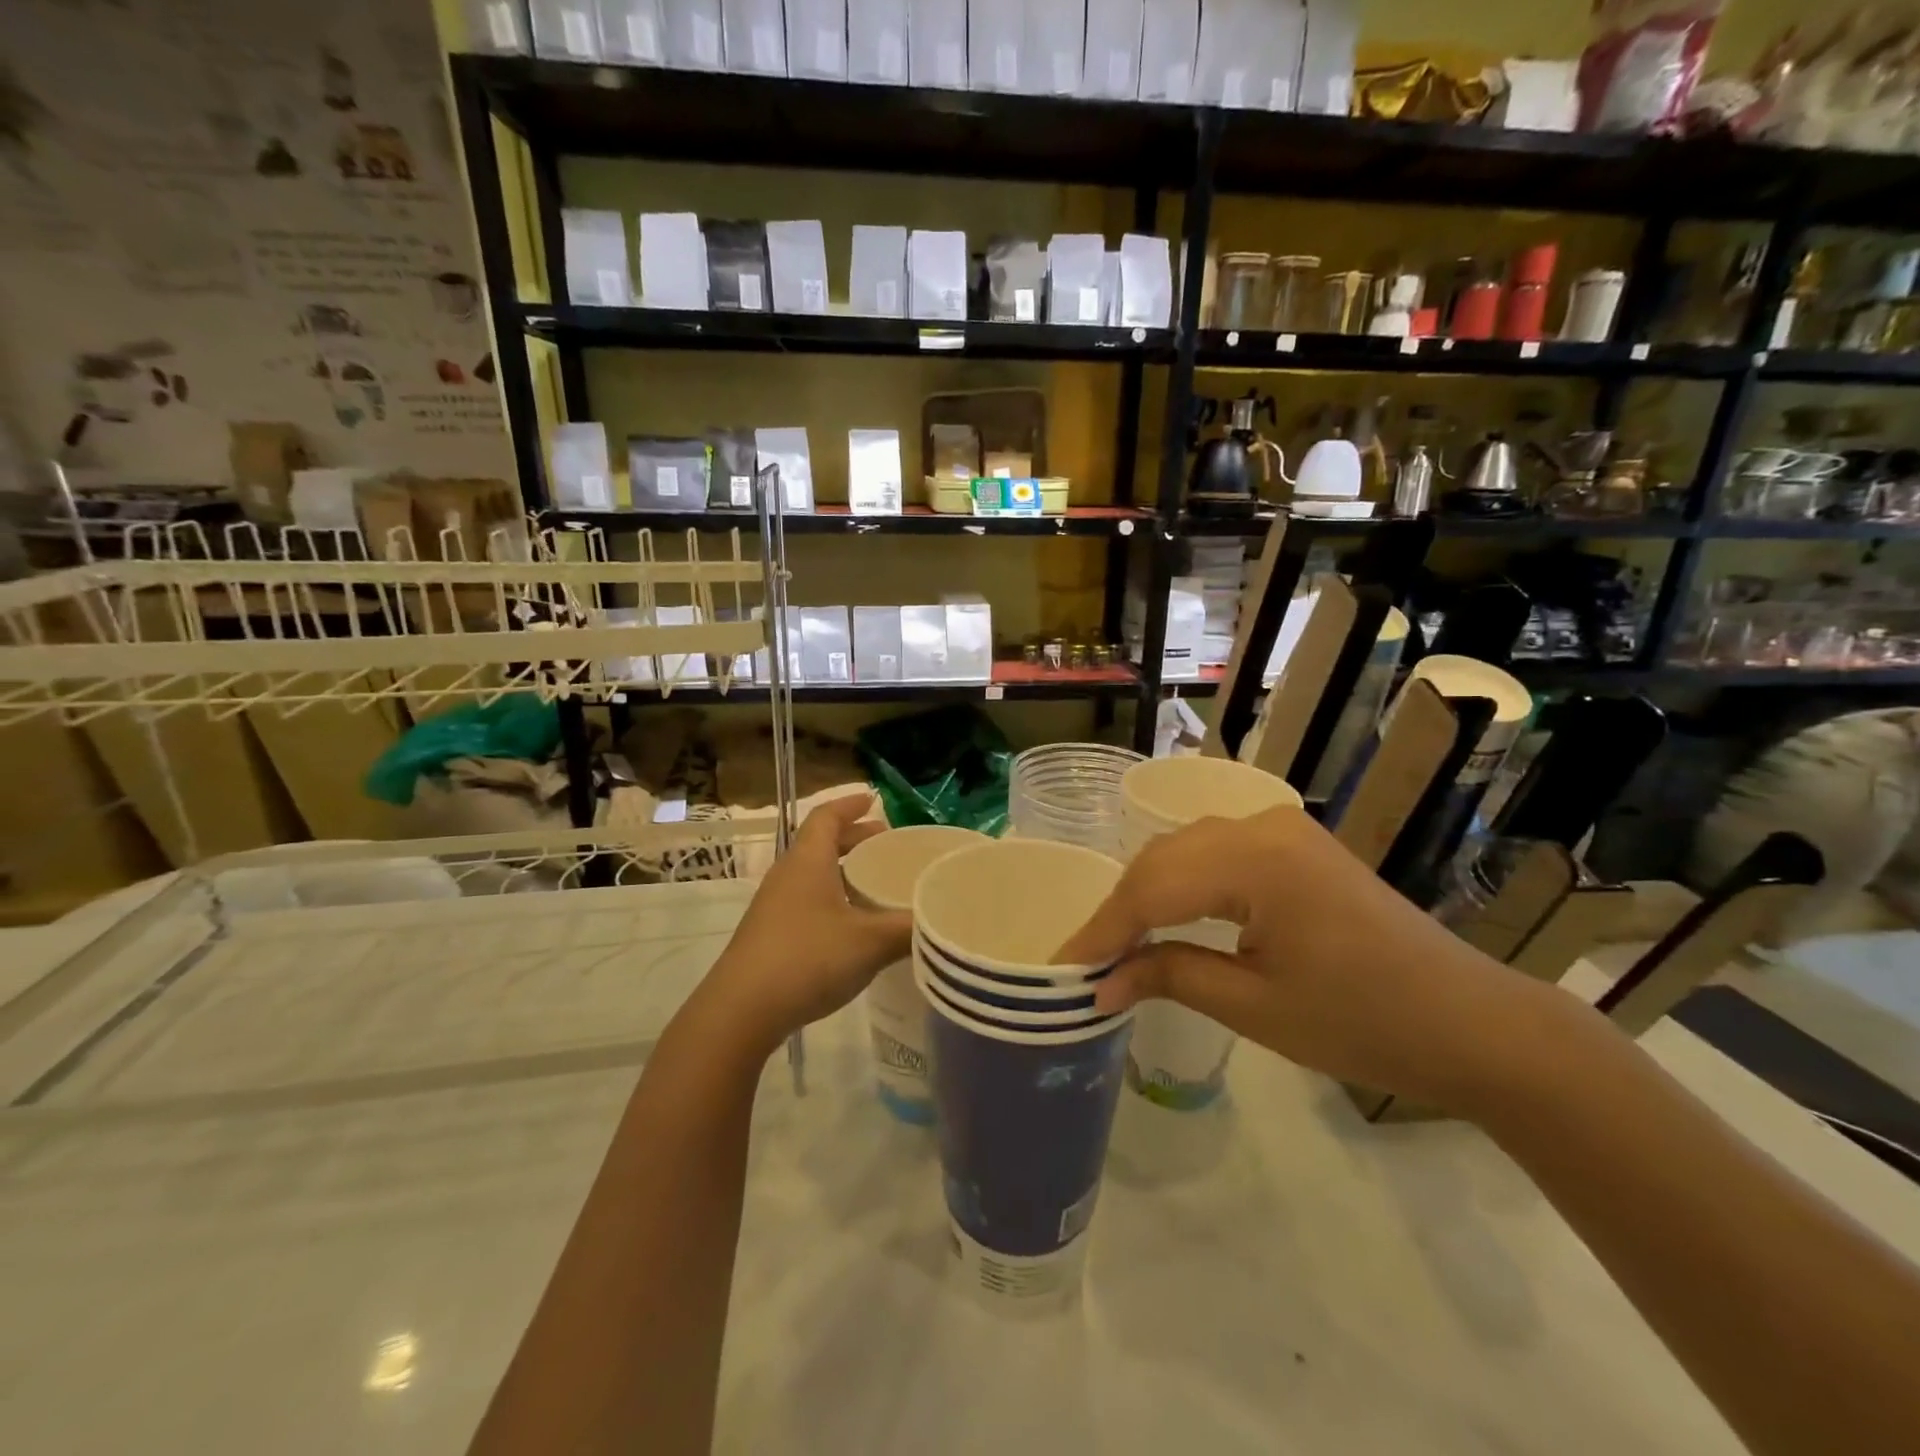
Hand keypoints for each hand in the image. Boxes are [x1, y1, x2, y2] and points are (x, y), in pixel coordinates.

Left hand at [692, 794, 912, 1057]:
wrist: (741, 1011)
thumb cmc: (807, 959)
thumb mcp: (869, 943)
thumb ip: (909, 929)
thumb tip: (943, 921)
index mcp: (808, 861)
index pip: (827, 817)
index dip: (850, 804)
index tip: (874, 800)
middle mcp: (788, 875)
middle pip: (820, 843)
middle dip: (854, 839)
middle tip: (886, 845)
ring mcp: (775, 906)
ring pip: (813, 874)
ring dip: (843, 871)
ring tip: (874, 884)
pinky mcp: (770, 935)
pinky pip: (807, 900)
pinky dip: (833, 898)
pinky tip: (852, 926)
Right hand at [1054, 806, 1565, 1113]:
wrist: (1473, 1024)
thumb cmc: (1365, 1024)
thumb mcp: (1255, 1008)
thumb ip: (1168, 977)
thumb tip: (1099, 986)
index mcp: (1256, 860)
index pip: (1151, 887)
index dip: (1102, 930)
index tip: (1062, 969)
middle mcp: (1261, 826)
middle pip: (1162, 859)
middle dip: (1119, 911)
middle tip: (1086, 962)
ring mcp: (1281, 829)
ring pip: (1184, 850)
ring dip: (1146, 893)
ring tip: (1116, 944)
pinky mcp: (1293, 845)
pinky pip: (1215, 853)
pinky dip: (1181, 883)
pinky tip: (1164, 915)